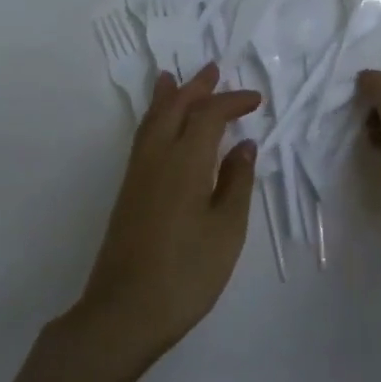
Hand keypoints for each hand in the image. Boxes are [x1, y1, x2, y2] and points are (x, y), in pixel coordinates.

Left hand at [76, 63, 260, 354]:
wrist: (124, 312)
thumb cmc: (187, 272)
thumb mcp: (227, 229)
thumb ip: (236, 182)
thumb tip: (243, 145)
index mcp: (185, 162)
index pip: (209, 116)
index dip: (232, 102)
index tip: (256, 100)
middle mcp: (156, 158)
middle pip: (174, 108)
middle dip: (195, 87)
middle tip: (213, 69)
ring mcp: (137, 175)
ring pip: (152, 121)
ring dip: (168, 98)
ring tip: (172, 79)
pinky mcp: (128, 193)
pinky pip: (143, 138)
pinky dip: (155, 119)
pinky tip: (160, 126)